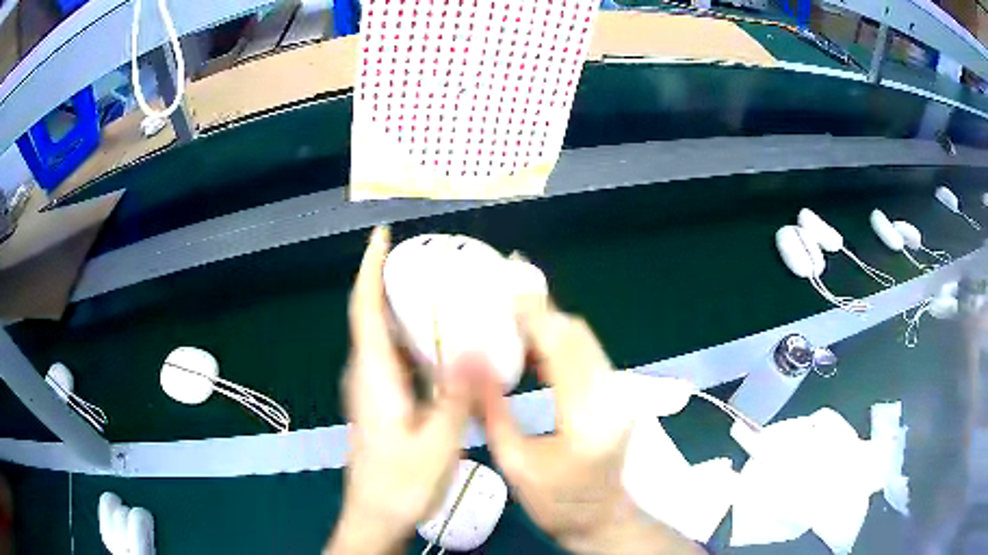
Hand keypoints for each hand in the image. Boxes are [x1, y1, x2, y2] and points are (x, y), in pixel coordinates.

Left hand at [326, 227, 472, 554]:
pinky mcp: (382, 401)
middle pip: (372, 315)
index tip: (381, 236)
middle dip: (391, 279)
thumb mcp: (437, 442)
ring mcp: (372, 388)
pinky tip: (442, 341)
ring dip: (403, 307)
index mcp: (374, 376)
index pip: (365, 309)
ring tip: (440, 288)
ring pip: (384, 336)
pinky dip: (412, 337)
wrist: (376, 516)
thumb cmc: (400, 483)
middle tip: (429, 257)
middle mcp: (367, 374)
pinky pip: (395, 357)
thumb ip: (456, 395)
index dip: (370, 268)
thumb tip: (479, 347)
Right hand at [481, 294, 701, 554]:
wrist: (602, 518)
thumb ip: (492, 411)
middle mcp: (611, 397)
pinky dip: (561, 340)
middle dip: (541, 309)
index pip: (561, 349)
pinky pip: (588, 354)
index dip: (533, 315)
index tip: (504, 288)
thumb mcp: (514, 463)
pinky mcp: (618, 394)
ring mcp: (620, 394)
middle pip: (578, 335)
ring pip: (585, 340)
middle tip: (502, 291)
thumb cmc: (555, 503)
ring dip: (551, 322)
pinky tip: (534, 340)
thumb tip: (469, 362)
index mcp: (585, 419)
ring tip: (512, 310)